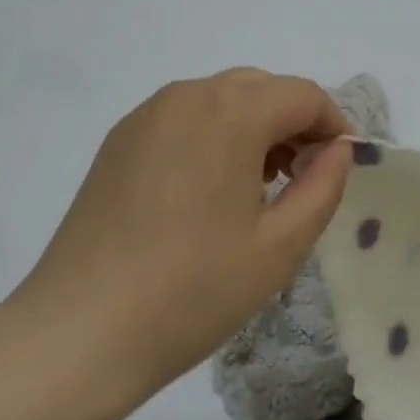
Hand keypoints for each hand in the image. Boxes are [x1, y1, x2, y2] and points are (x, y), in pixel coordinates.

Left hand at [7, 69, 352, 397]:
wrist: (80, 331)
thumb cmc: (193, 290)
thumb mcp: (280, 246)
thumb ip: (323, 186)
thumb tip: (337, 150)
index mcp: (231, 111)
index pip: (303, 95)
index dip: (333, 125)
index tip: (339, 167)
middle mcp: (187, 96)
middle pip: (261, 88)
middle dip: (294, 123)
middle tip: (302, 179)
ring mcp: (146, 115)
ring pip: (221, 99)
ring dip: (254, 127)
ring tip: (257, 188)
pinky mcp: (119, 140)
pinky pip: (184, 118)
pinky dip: (213, 135)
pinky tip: (208, 191)